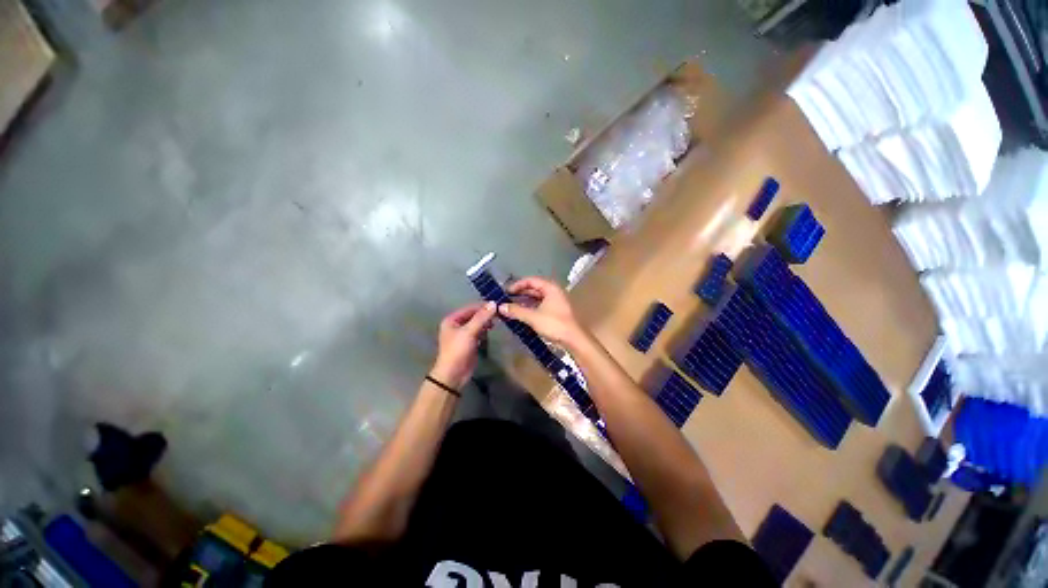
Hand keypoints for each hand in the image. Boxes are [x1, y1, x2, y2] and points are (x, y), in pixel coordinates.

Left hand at [431, 302, 496, 389]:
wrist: (453, 374)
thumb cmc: (458, 350)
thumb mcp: (469, 332)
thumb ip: (481, 317)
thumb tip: (493, 303)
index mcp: (452, 319)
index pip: (470, 308)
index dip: (483, 306)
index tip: (498, 305)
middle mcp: (456, 324)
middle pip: (474, 315)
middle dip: (485, 314)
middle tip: (499, 314)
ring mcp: (463, 334)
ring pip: (477, 323)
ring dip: (486, 322)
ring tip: (497, 321)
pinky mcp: (469, 342)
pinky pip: (479, 332)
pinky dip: (485, 330)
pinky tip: (491, 330)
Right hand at [498, 277, 584, 346]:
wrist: (574, 339)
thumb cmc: (555, 324)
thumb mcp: (533, 317)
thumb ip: (516, 311)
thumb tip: (500, 307)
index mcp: (550, 288)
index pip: (531, 280)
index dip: (517, 285)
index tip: (506, 292)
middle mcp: (554, 292)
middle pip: (534, 288)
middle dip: (520, 293)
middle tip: (506, 298)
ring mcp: (556, 302)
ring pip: (537, 298)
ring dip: (524, 301)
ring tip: (511, 306)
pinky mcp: (557, 312)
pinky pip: (541, 305)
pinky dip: (531, 308)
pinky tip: (522, 314)